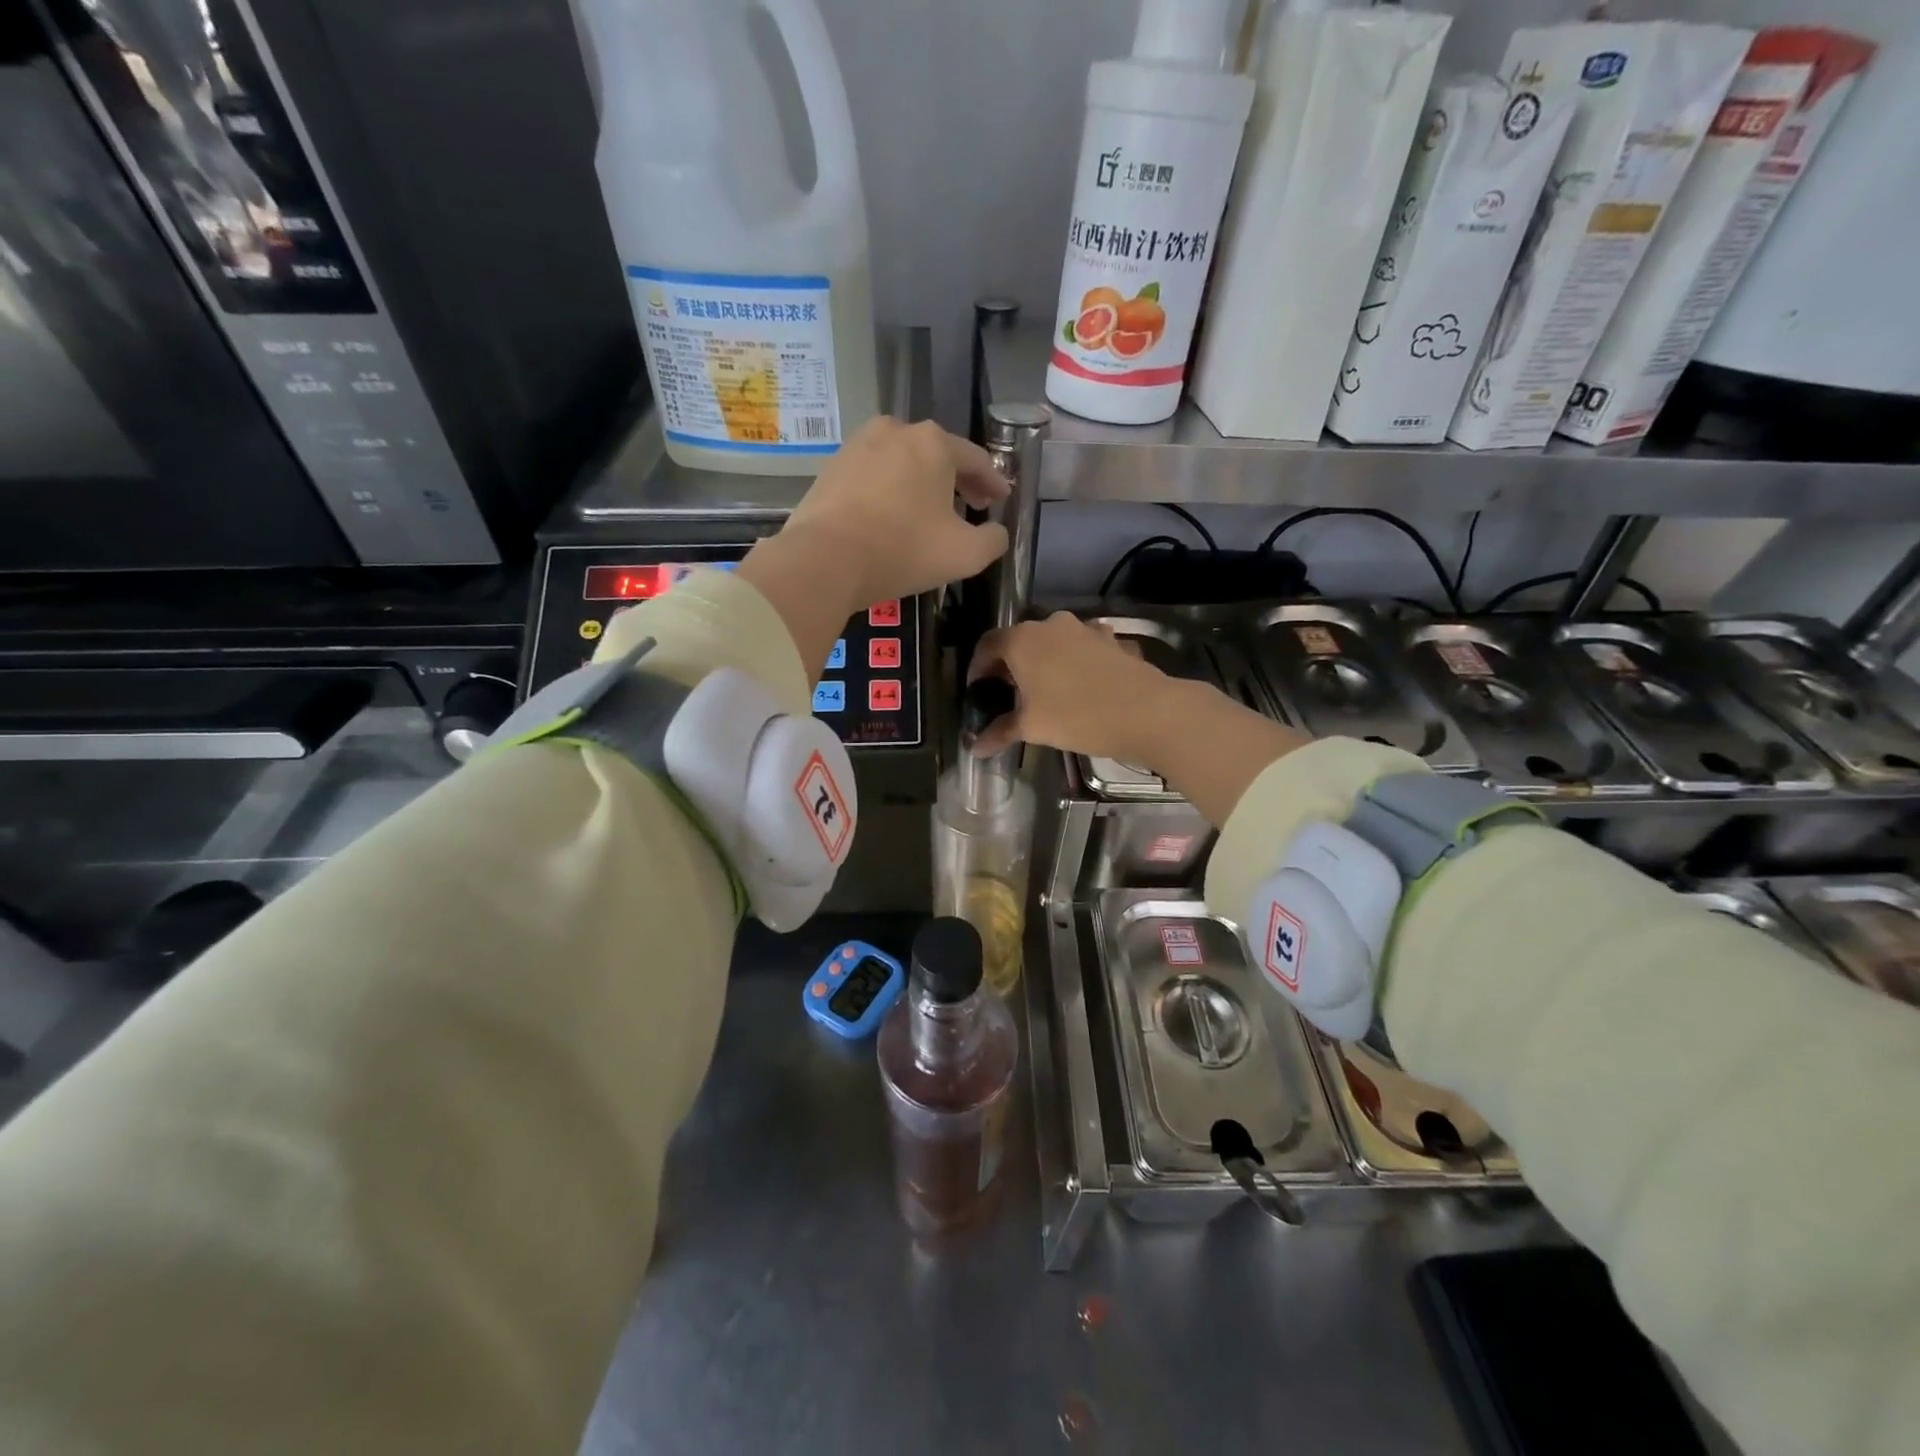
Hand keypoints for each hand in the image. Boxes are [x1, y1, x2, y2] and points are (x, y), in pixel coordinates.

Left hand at [737, 418, 1008, 678]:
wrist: (823, 559)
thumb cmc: (902, 550)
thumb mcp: (965, 555)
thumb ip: (993, 540)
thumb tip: (996, 532)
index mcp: (934, 443)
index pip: (976, 460)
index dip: (994, 482)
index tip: (1002, 500)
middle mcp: (896, 431)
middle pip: (938, 455)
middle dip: (959, 480)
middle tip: (972, 505)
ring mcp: (858, 445)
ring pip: (903, 462)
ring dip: (922, 483)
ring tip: (930, 511)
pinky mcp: (832, 467)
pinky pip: (874, 475)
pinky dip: (890, 490)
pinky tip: (892, 514)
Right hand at [970, 612, 1311, 826]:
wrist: (1148, 711)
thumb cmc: (1077, 716)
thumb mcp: (1033, 727)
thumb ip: (1000, 731)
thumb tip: (974, 747)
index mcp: (1023, 639)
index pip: (987, 645)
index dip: (977, 668)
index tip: (977, 691)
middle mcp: (1051, 624)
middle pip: (1019, 641)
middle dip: (1009, 666)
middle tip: (1007, 696)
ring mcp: (1085, 628)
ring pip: (1052, 643)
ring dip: (1042, 662)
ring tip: (1043, 692)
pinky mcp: (1111, 639)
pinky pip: (1081, 648)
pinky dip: (1072, 662)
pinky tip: (1078, 686)